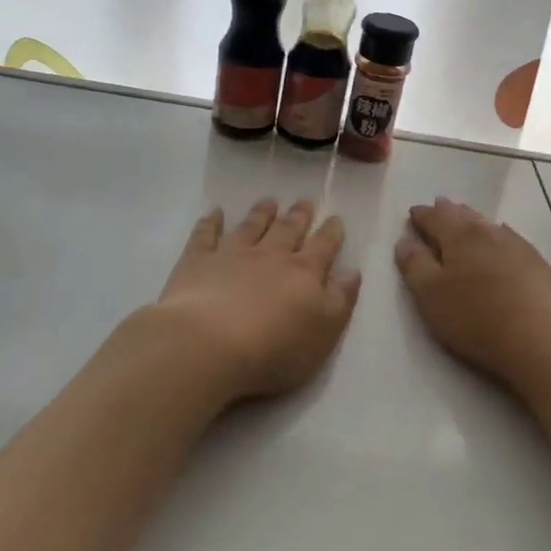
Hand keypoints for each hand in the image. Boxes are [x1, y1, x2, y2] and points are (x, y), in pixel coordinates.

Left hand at [150, 198, 361, 405]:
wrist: (209, 344)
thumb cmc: (274, 348)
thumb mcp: (324, 332)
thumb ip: (340, 300)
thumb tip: (352, 271)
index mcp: (304, 273)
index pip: (323, 247)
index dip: (331, 233)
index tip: (335, 219)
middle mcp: (270, 256)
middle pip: (288, 230)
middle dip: (298, 216)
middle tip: (304, 201)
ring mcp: (232, 254)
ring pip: (251, 226)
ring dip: (261, 213)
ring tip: (269, 202)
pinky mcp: (198, 261)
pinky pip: (205, 235)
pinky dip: (210, 222)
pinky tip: (215, 212)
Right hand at [394, 198, 550, 395]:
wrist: (541, 338)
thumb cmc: (475, 317)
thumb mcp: (430, 295)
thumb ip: (414, 265)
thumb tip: (404, 241)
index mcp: (459, 235)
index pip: (435, 217)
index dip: (421, 215)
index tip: (412, 213)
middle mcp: (488, 232)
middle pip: (463, 215)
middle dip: (448, 211)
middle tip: (438, 207)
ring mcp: (517, 245)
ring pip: (488, 224)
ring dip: (473, 220)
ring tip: (465, 219)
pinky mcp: (537, 263)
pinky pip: (510, 238)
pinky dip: (497, 235)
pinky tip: (501, 240)